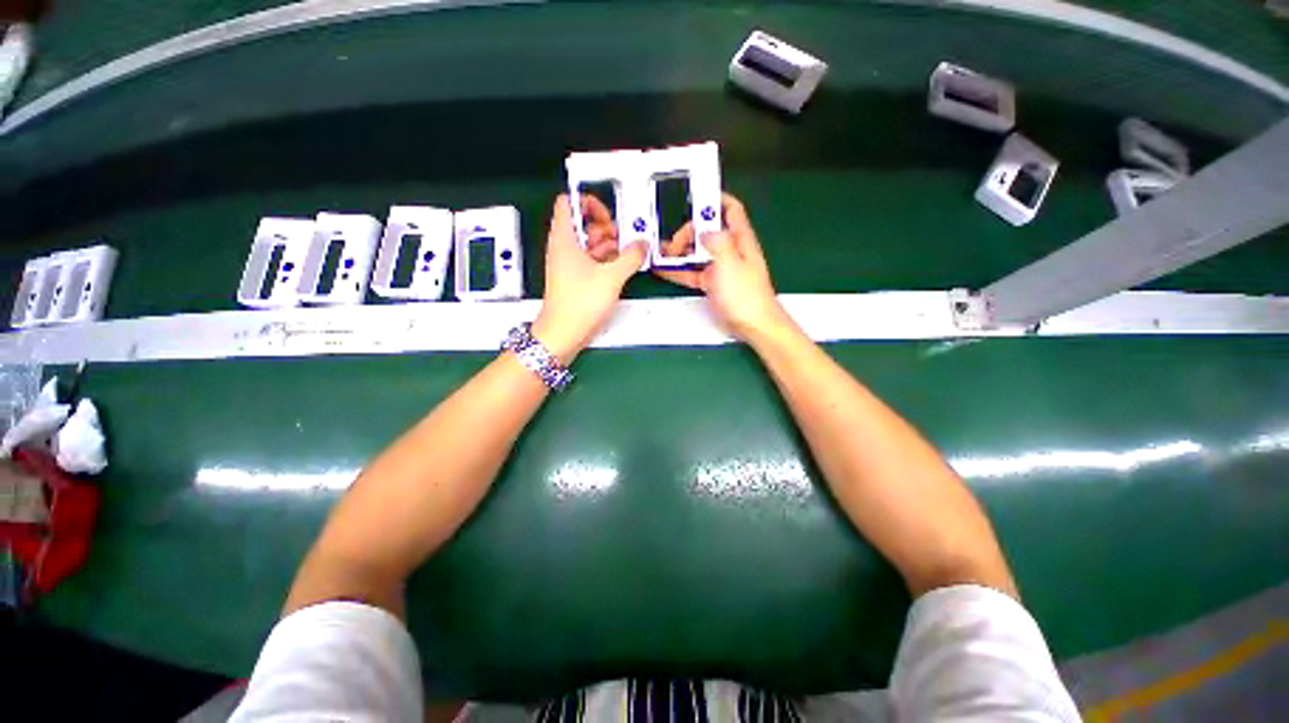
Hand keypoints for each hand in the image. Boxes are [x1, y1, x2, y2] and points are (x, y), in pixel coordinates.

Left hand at [534, 194, 646, 362]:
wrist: (563, 333)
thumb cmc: (580, 302)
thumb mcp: (612, 276)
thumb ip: (631, 256)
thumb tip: (642, 245)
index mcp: (565, 238)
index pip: (569, 202)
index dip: (589, 201)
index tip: (608, 212)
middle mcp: (564, 247)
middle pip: (584, 223)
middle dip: (605, 227)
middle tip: (622, 238)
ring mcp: (569, 264)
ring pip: (590, 243)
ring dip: (609, 245)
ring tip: (625, 255)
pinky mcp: (576, 278)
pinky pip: (591, 260)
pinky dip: (606, 260)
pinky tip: (620, 268)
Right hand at [654, 193, 791, 341]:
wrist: (752, 325)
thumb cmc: (745, 295)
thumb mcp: (730, 263)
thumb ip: (717, 242)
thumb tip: (704, 231)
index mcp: (740, 239)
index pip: (730, 210)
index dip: (715, 199)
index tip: (694, 197)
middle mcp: (730, 250)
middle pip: (707, 232)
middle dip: (688, 232)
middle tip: (673, 243)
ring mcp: (720, 268)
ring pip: (698, 253)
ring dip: (680, 252)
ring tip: (661, 254)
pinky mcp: (713, 284)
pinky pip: (693, 272)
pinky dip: (680, 270)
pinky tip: (665, 270)